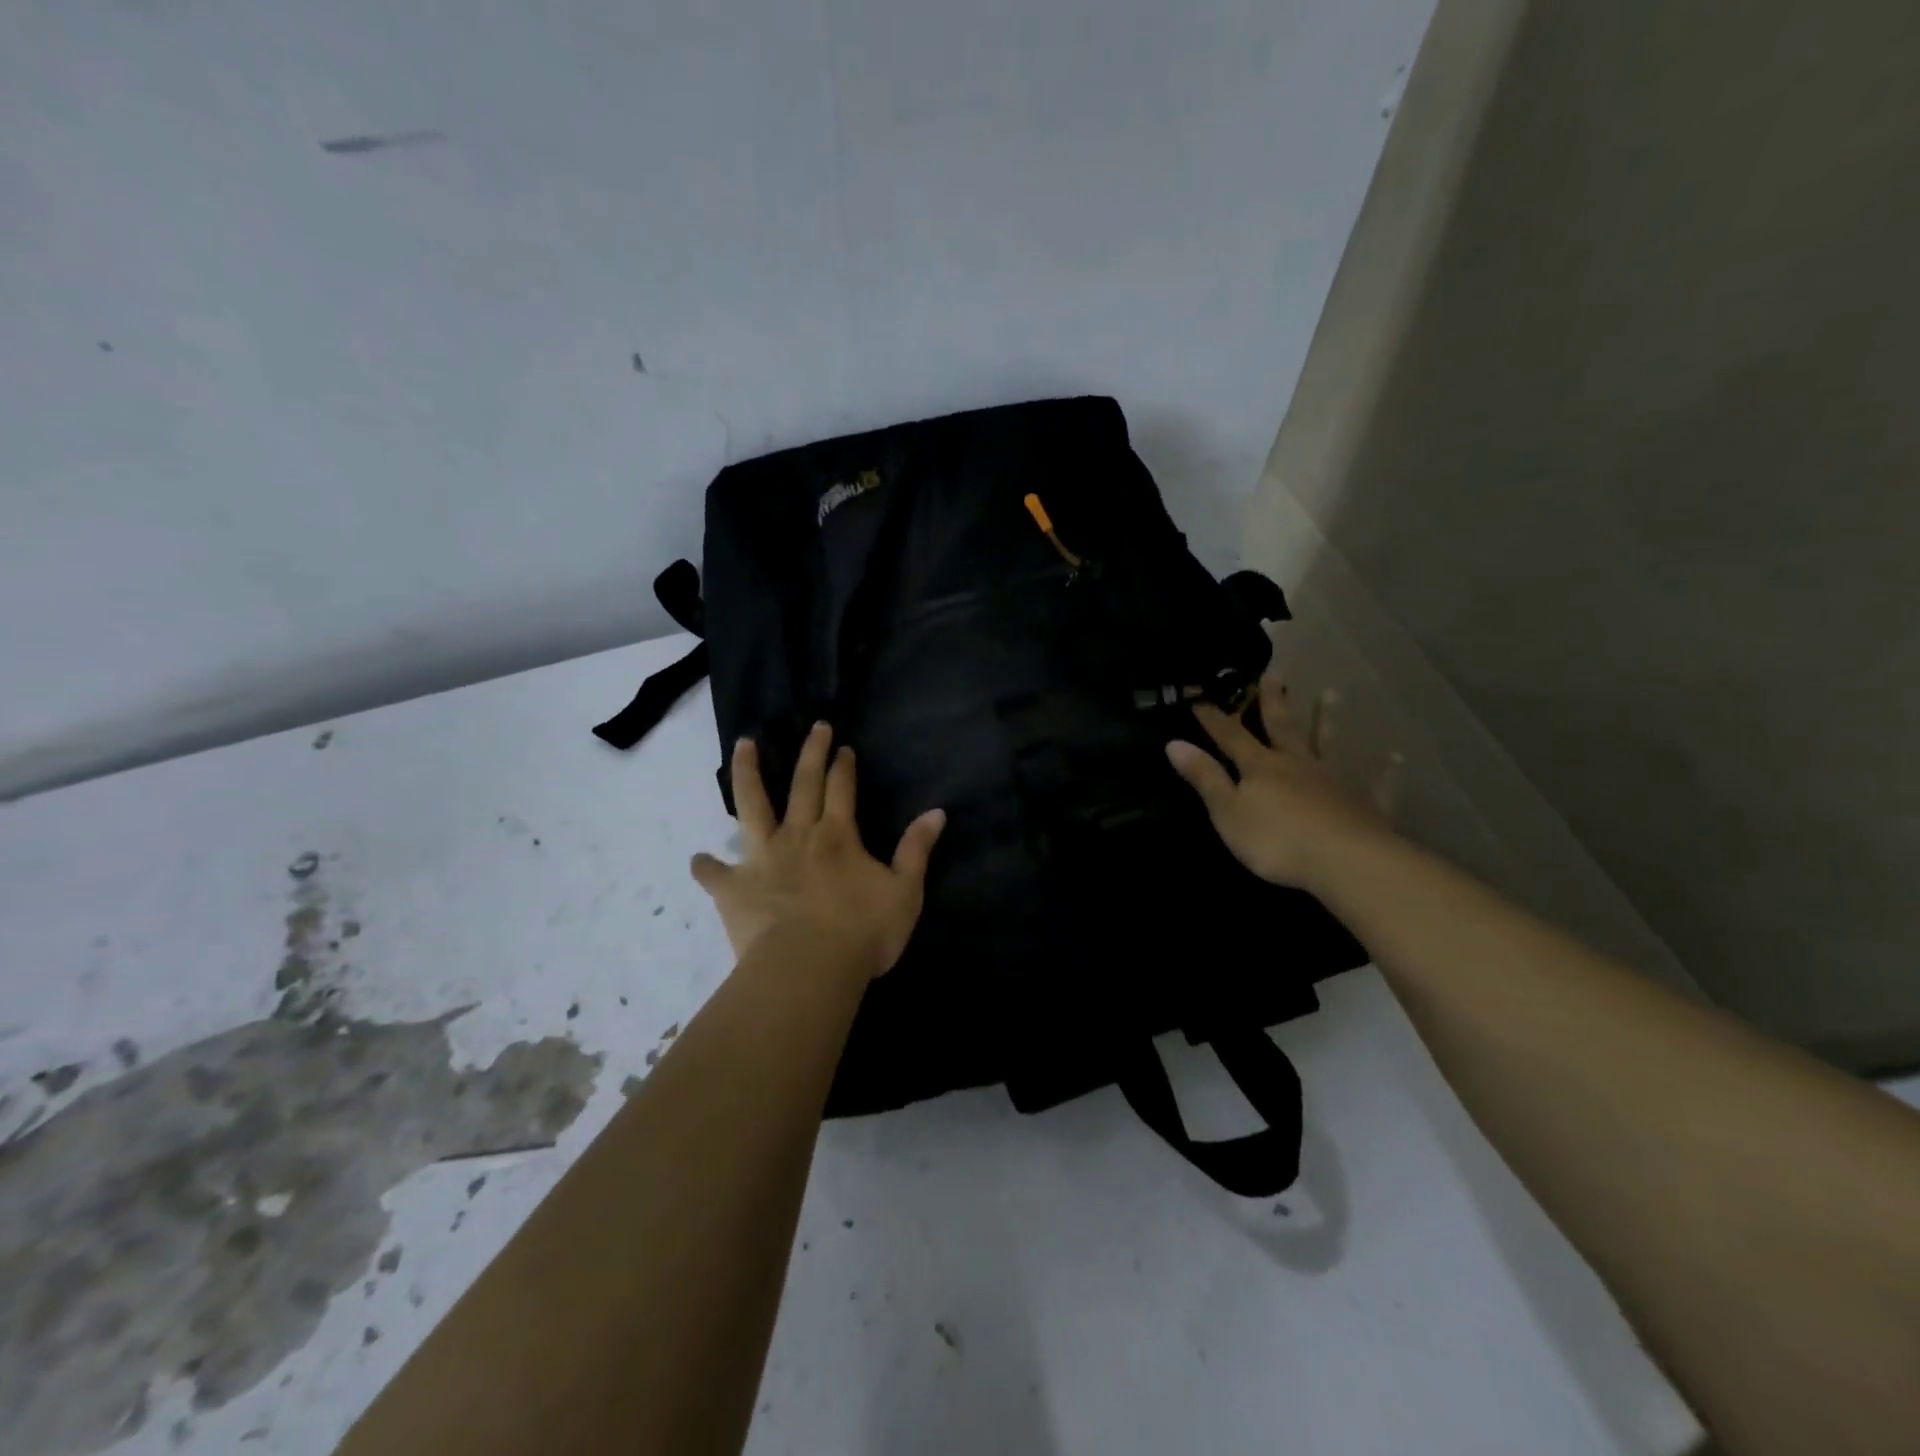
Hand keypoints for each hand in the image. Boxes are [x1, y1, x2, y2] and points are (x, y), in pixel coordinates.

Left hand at [691, 722, 946, 981]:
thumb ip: (916, 850)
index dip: (843, 766)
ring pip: (752, 806)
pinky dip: (706, 867)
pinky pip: (715, 874)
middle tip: (815, 726)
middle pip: (803, 784)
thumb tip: (937, 812)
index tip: (842, 746)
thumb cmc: (862, 932)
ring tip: (742, 744)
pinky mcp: (735, 888)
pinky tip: (698, 861)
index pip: (842, 789)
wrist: (809, 968)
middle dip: (811, 752)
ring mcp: (762, 859)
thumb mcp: (904, 891)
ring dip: (747, 773)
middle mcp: (798, 836)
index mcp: (838, 836)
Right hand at [1166, 673, 1395, 891]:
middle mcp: (1296, 764)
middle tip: (1273, 673)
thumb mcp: (1227, 811)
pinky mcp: (1364, 804)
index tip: (1199, 694)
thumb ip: (1205, 778)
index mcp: (1260, 767)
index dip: (1213, 717)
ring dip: (1326, 720)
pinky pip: (1376, 783)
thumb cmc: (1275, 839)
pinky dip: (1384, 771)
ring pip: (1327, 744)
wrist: (1344, 861)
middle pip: (1282, 727)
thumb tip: (1174, 743)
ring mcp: (1333, 781)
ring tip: (1330, 694)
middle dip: (1273, 702)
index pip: (1230, 736)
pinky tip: (1395, 758)